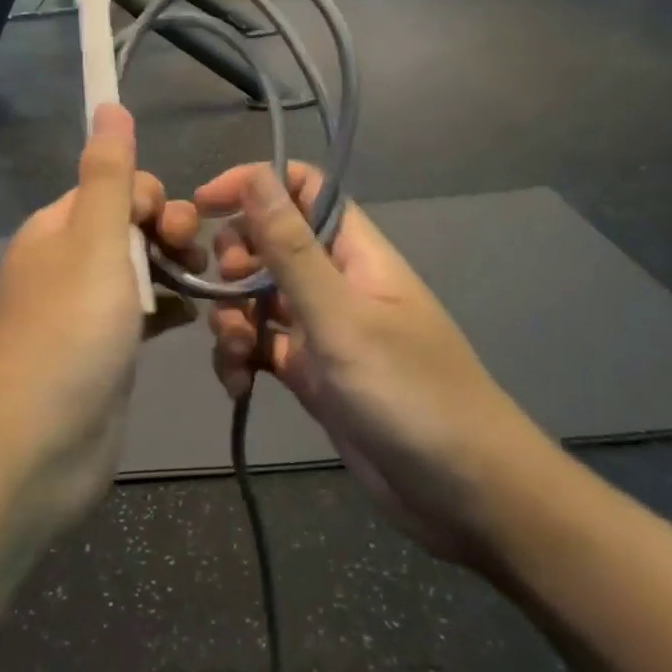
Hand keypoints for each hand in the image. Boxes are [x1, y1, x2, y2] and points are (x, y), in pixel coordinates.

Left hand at [0, 104, 202, 530]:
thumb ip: (109, 174)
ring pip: (140, 269)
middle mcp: (68, 262)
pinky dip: (169, 308)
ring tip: (205, 288)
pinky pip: (143, 312)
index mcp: (58, 228)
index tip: (171, 230)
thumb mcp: (94, 239)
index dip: (151, 199)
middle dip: (169, 232)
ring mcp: (86, 310)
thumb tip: (108, 103)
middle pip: (130, 225)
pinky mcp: (105, 352)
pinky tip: (194, 317)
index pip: (116, 187)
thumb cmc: (70, 331)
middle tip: (193, 261)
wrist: (36, 446)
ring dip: (175, 269)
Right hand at [200, 163, 555, 565]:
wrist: (467, 497)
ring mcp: (321, 328)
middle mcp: (334, 280)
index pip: (301, 188)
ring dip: (232, 317)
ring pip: (257, 297)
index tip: (205, 205)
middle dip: (234, 261)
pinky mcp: (311, 373)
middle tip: (225, 292)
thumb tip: (255, 174)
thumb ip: (291, 249)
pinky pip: (261, 346)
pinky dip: (241, 359)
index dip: (254, 184)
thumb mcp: (341, 317)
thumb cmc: (409, 393)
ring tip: (236, 353)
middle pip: (268, 242)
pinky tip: (239, 385)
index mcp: (353, 250)